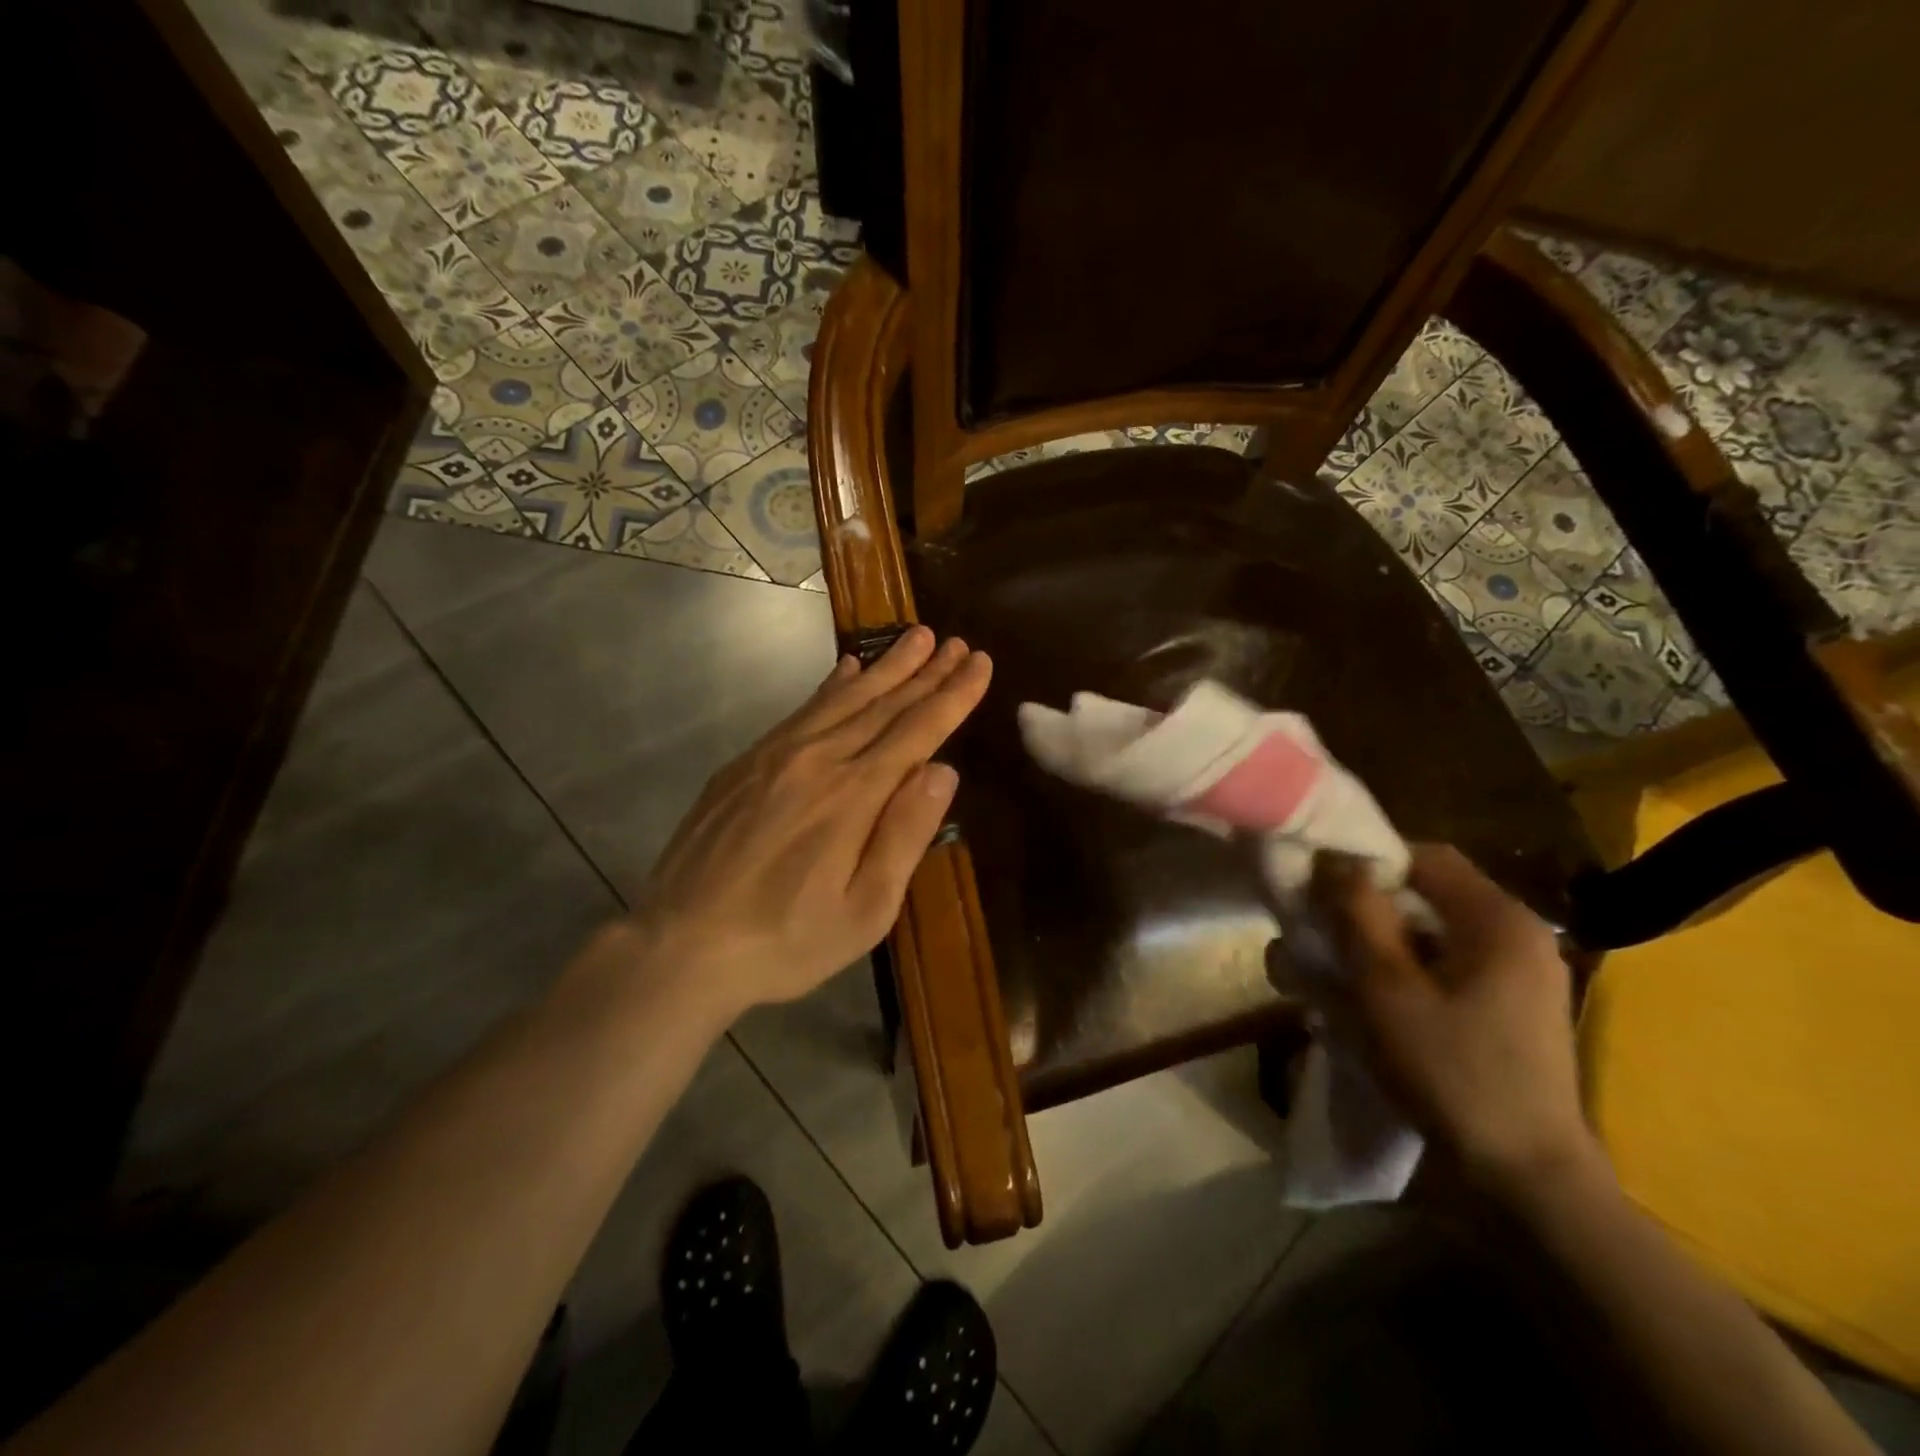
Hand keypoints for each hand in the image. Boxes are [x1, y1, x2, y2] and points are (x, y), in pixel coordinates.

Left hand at [624, 626, 989, 1020]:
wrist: (681, 944)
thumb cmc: (786, 940)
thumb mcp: (865, 911)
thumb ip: (905, 835)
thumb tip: (943, 771)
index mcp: (854, 796)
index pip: (917, 731)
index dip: (953, 695)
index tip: (980, 663)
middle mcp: (819, 760)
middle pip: (884, 704)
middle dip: (926, 671)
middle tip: (957, 642)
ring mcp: (776, 756)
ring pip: (843, 698)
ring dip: (886, 666)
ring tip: (916, 636)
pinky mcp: (746, 763)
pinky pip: (802, 710)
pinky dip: (832, 685)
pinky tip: (848, 669)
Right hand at [1308, 844, 1596, 1195]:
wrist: (1525, 1181)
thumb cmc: (1450, 1071)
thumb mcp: (1385, 986)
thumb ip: (1356, 912)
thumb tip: (1333, 856)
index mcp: (1498, 920)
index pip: (1421, 857)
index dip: (1364, 864)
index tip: (1317, 893)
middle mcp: (1515, 937)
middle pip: (1422, 896)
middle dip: (1360, 912)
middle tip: (1314, 940)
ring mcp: (1516, 977)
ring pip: (1426, 936)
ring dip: (1372, 948)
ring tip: (1326, 982)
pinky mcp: (1506, 1012)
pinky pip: (1440, 970)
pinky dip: (1398, 976)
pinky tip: (1364, 1010)